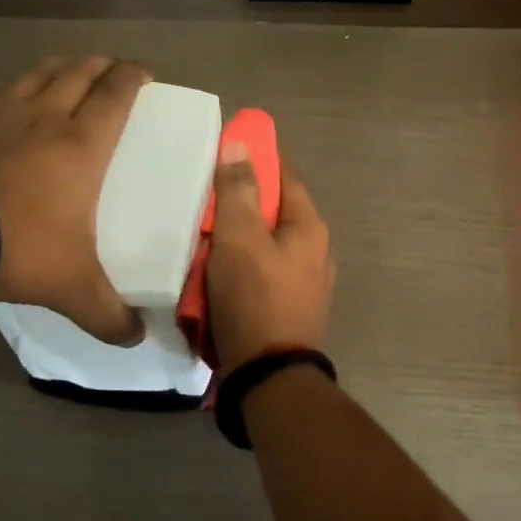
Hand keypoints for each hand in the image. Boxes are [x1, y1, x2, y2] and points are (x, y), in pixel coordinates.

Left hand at [0, 55, 150, 343]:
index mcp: (81, 145)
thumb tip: (136, 339)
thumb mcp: (70, 286)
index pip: (116, 95)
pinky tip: (7, 101)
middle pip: (79, 72)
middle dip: (100, 65)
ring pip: (37, 74)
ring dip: (59, 67)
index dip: (134, 77)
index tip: (145, 72)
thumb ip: (107, 314)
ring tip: (67, 71)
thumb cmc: (14, 243)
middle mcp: (44, 118)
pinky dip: (13, 89)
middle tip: (112, 69)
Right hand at [207, 143, 333, 370]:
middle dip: (241, 206)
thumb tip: (240, 144)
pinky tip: (217, 277)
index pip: (284, 175)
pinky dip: (241, 269)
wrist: (269, 377)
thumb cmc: (254, 299)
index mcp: (309, 227)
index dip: (256, 159)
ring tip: (204, 242)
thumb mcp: (240, 238)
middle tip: (205, 204)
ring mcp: (307, 284)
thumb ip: (238, 191)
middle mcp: (316, 251)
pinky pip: (263, 275)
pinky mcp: (291, 309)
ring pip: (266, 246)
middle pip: (274, 213)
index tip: (225, 152)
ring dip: (238, 241)